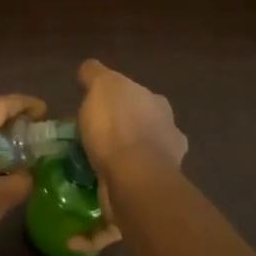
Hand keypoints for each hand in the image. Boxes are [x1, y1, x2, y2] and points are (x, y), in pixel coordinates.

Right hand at [76, 59, 187, 175]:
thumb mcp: (101, 86)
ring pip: (139, 148)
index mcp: (155, 99)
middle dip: (120, 123)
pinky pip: (134, 173)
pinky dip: (123, 173)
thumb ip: (95, 73)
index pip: (130, 91)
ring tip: (96, 157)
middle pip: (138, 118)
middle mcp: (166, 125)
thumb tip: (89, 70)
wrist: (134, 179)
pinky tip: (106, 175)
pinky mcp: (156, 184)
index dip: (110, 97)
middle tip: (93, 133)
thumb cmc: (116, 127)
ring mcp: (166, 158)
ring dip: (123, 150)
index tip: (93, 107)